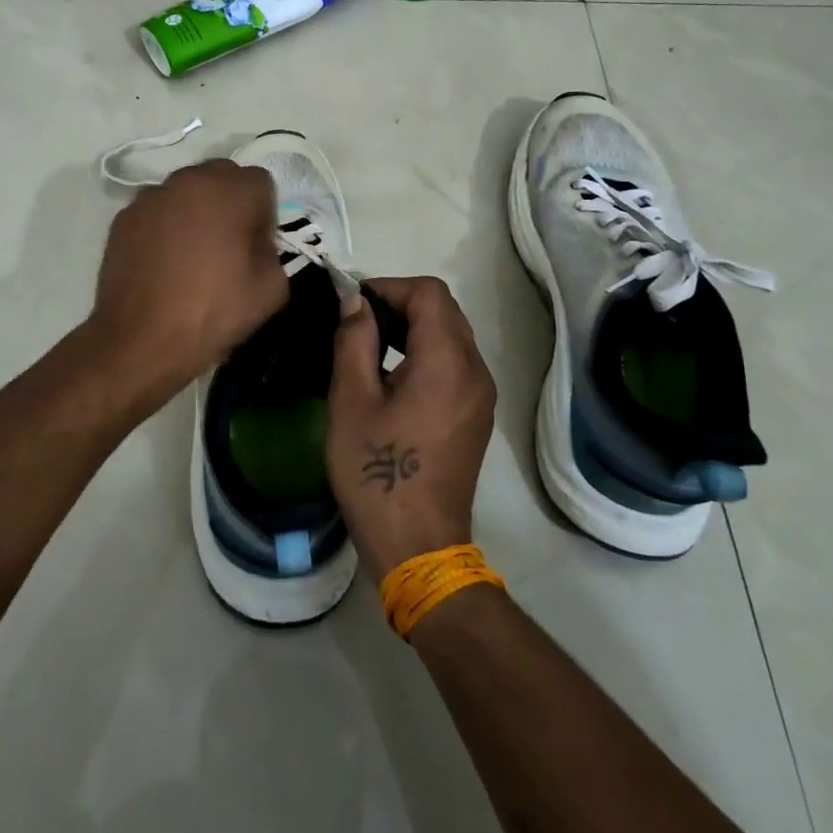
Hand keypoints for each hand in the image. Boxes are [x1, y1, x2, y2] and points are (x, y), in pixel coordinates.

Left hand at [89, 160, 287, 394]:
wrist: (140, 341)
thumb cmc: (212, 313)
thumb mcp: (271, 290)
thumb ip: (273, 251)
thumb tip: (255, 243)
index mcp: (229, 191)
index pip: (260, 183)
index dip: (263, 214)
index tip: (256, 246)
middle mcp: (188, 181)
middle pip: (221, 177)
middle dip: (230, 203)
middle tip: (227, 245)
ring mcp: (150, 197)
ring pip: (186, 192)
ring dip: (195, 211)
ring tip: (190, 255)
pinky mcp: (124, 218)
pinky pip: (157, 212)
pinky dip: (165, 226)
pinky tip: (163, 263)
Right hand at [327, 276, 496, 581]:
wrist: (417, 545)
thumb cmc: (376, 472)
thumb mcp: (351, 401)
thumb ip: (354, 340)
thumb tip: (355, 301)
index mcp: (447, 362)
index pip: (428, 293)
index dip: (388, 286)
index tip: (352, 304)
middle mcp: (475, 371)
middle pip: (444, 310)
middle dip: (399, 303)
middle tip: (356, 322)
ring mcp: (481, 395)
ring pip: (451, 334)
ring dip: (412, 327)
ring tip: (369, 345)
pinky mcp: (477, 414)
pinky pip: (455, 362)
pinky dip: (425, 351)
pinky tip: (393, 375)